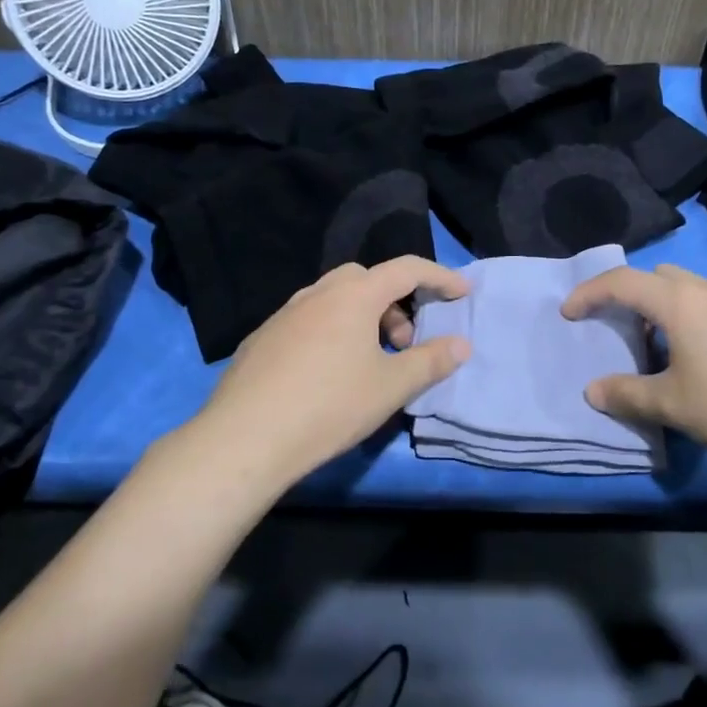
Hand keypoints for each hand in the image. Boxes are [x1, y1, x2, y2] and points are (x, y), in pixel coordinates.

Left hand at [196, 257, 471, 483]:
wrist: (245, 437)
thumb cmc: (329, 406)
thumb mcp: (391, 387)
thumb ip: (431, 361)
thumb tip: (461, 344)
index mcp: (354, 295)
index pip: (407, 269)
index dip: (440, 277)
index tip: (461, 292)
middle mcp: (318, 293)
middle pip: (367, 279)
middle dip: (395, 301)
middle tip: (403, 341)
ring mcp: (285, 313)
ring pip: (334, 298)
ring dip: (361, 317)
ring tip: (368, 360)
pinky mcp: (262, 337)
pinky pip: (308, 320)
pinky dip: (330, 331)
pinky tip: (326, 373)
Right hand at [561, 263, 706, 475]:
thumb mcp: (675, 406)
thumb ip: (628, 395)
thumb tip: (592, 391)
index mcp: (679, 302)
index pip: (622, 282)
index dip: (589, 293)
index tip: (568, 314)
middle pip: (657, 276)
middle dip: (629, 295)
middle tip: (618, 329)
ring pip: (688, 290)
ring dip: (662, 309)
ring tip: (658, 350)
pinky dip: (690, 320)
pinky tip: (701, 361)